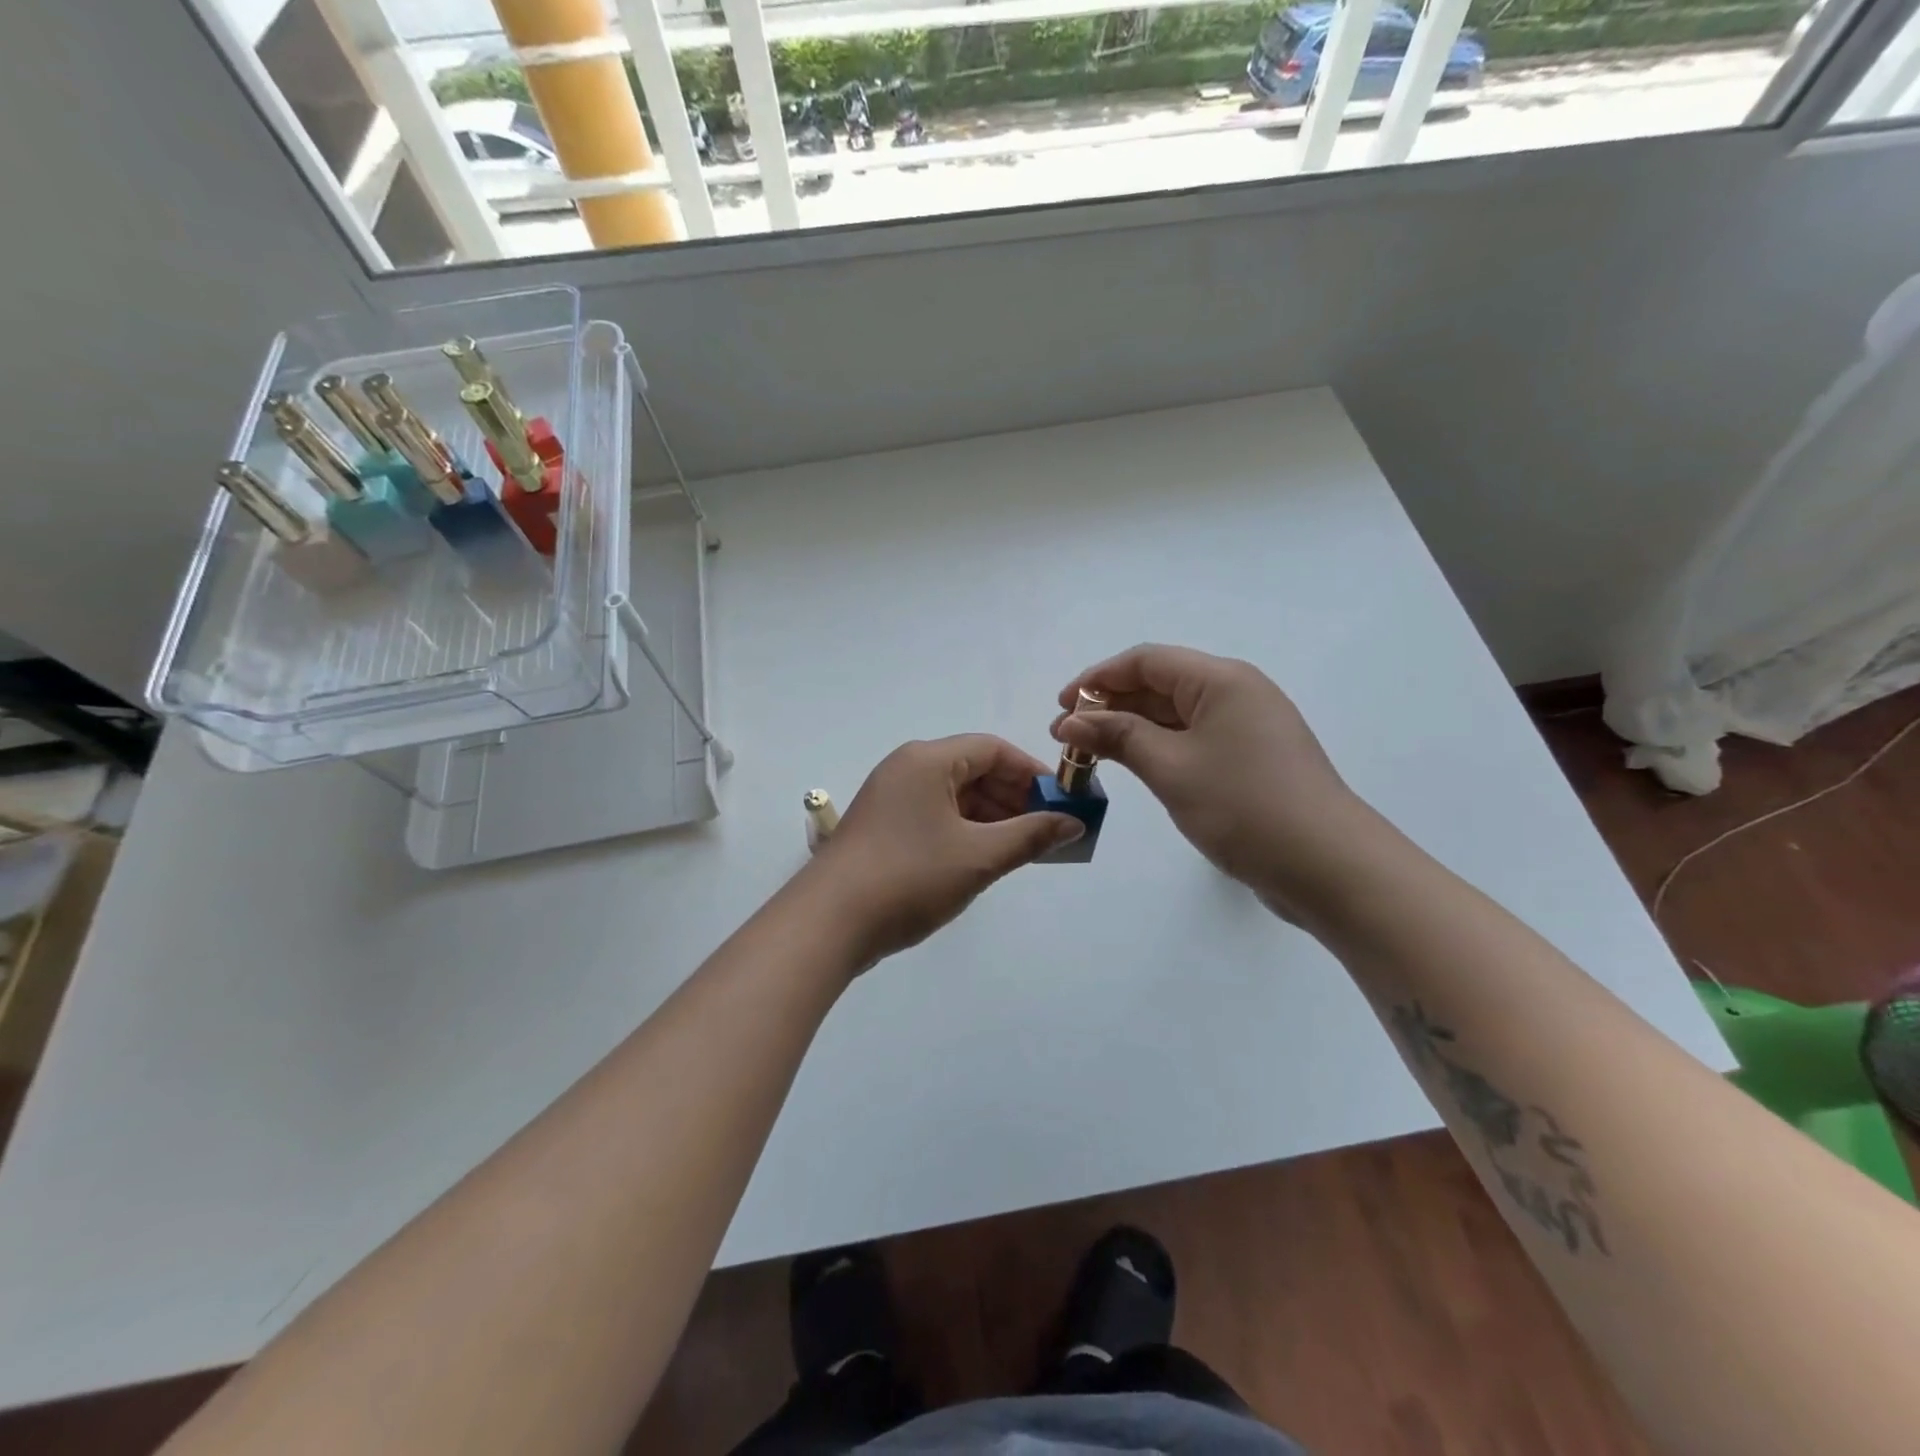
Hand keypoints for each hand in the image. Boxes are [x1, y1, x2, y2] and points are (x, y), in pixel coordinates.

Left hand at [804, 734, 1083, 972]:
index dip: (1032, 773)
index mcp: (928, 760)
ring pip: (953, 796)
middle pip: (973, 769)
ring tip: (1021, 850)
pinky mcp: (882, 827)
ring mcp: (890, 798)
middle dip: (1013, 798)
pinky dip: (964, 831)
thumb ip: (1030, 836)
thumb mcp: (979, 857)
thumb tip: (1073, 823)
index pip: (992, 749)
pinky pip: (934, 816)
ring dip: (991, 818)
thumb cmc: (910, 877)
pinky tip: (983, 859)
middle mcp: (906, 769)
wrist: (828, 923)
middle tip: (1046, 831)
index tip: (1061, 802)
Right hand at [1052, 645, 1366, 918]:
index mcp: (1221, 680)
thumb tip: (1071, 721)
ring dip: (1131, 729)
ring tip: (1091, 755)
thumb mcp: (1171, 767)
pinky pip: (1194, 740)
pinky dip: (1159, 748)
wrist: (1327, 866)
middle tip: (1067, 738)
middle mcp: (1236, 693)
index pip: (1146, 661)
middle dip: (1110, 706)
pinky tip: (1135, 767)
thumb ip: (1118, 737)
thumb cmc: (1243, 806)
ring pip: (1176, 715)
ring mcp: (1247, 728)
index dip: (1097, 679)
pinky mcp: (1252, 760)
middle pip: (1160, 684)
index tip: (1060, 707)